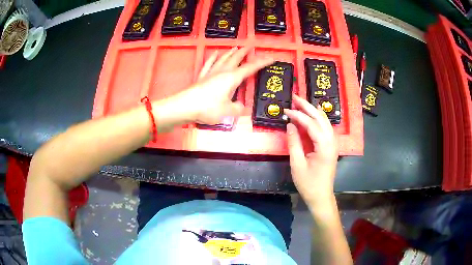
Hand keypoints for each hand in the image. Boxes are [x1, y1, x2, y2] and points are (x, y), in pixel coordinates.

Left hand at [171, 47, 272, 124]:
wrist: (184, 107)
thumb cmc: (207, 108)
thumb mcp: (228, 111)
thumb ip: (238, 109)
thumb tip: (242, 107)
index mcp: (232, 78)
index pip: (251, 68)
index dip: (262, 62)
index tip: (272, 58)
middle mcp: (222, 72)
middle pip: (236, 58)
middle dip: (245, 52)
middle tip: (251, 46)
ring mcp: (211, 73)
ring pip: (223, 59)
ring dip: (231, 52)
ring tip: (236, 47)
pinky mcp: (202, 77)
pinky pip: (209, 64)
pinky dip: (213, 57)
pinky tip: (215, 53)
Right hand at [284, 95, 338, 209]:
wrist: (321, 196)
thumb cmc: (308, 183)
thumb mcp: (297, 164)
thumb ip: (294, 143)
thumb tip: (290, 125)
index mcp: (324, 146)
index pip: (311, 124)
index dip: (298, 116)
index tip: (286, 110)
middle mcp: (332, 141)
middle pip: (321, 118)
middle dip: (308, 106)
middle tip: (295, 97)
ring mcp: (333, 143)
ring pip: (325, 121)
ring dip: (313, 111)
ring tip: (301, 103)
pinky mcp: (331, 146)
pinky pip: (325, 128)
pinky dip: (317, 119)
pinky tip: (312, 115)